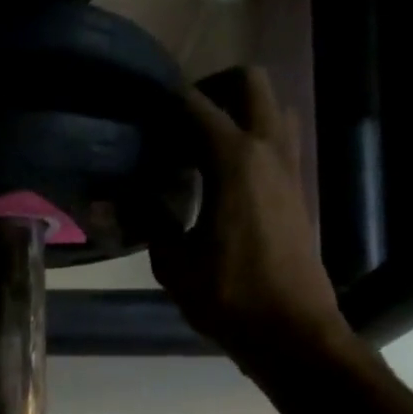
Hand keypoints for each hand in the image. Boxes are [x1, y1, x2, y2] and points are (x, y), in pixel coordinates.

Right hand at [150, 67, 352, 363]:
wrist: (290, 330)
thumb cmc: (228, 298)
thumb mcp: (174, 264)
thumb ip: (149, 221)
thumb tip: (115, 198)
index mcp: (235, 160)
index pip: (196, 106)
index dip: (164, 103)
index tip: (139, 113)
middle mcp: (268, 150)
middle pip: (248, 83)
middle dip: (212, 89)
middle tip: (179, 122)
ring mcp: (290, 168)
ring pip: (273, 108)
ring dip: (240, 112)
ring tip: (204, 146)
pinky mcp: (298, 191)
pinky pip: (278, 141)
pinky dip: (253, 140)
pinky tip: (225, 179)